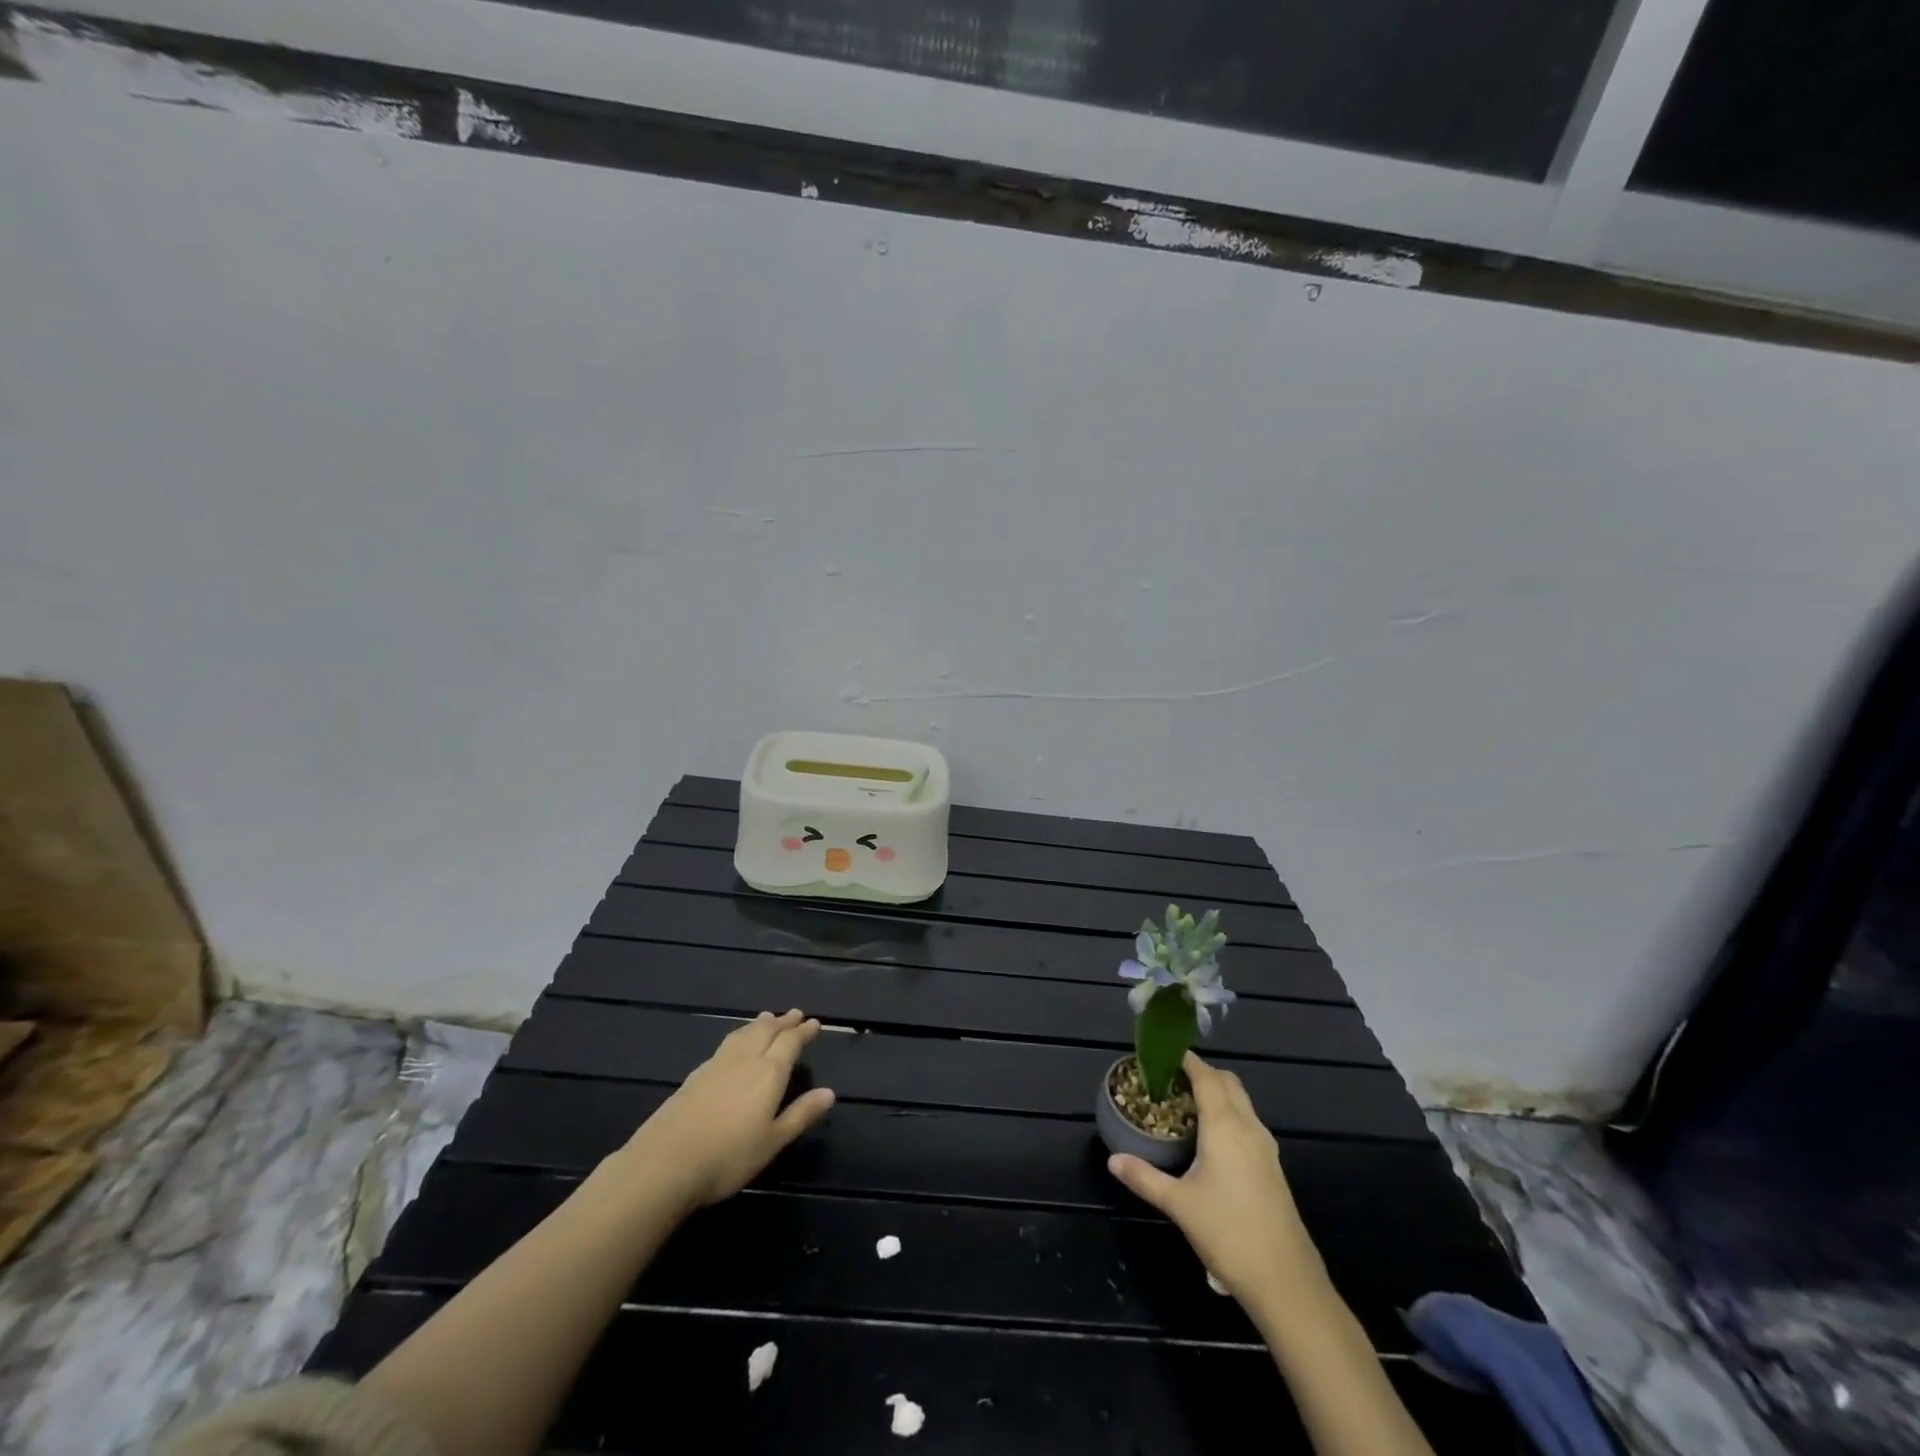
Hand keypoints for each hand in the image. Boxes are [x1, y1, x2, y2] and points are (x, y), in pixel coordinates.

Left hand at [622, 1009, 836, 1210]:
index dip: (803, 1032)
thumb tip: (830, 1092)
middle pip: (767, 1031)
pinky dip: (740, 1035)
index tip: (814, 1023)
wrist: (665, 1162)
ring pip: (744, 1033)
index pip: (790, 1042)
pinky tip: (735, 1044)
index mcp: (768, 1072)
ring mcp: (718, 1064)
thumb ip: (801, 1114)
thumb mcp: (772, 1141)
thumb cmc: (728, 1156)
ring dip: (760, 1024)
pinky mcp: (696, 1075)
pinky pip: (727, 1043)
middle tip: (794, 1014)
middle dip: (783, 1022)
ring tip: (767, 1018)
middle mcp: (745, 1059)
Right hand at [1106, 1053, 1328, 1314]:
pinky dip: (1229, 1115)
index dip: (1186, 1060)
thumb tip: (1112, 1160)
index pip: (1206, 1076)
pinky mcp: (1273, 1167)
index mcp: (1225, 1125)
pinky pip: (1248, 1123)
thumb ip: (1144, 1177)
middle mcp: (1248, 1127)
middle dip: (1201, 1073)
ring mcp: (1266, 1147)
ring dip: (1217, 1093)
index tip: (1163, 1054)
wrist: (1286, 1282)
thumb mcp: (1178, 1204)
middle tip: (1170, 1080)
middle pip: (1227, 1082)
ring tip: (1186, 1106)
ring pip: (1241, 1102)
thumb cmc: (1228, 1234)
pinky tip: (1210, 1140)